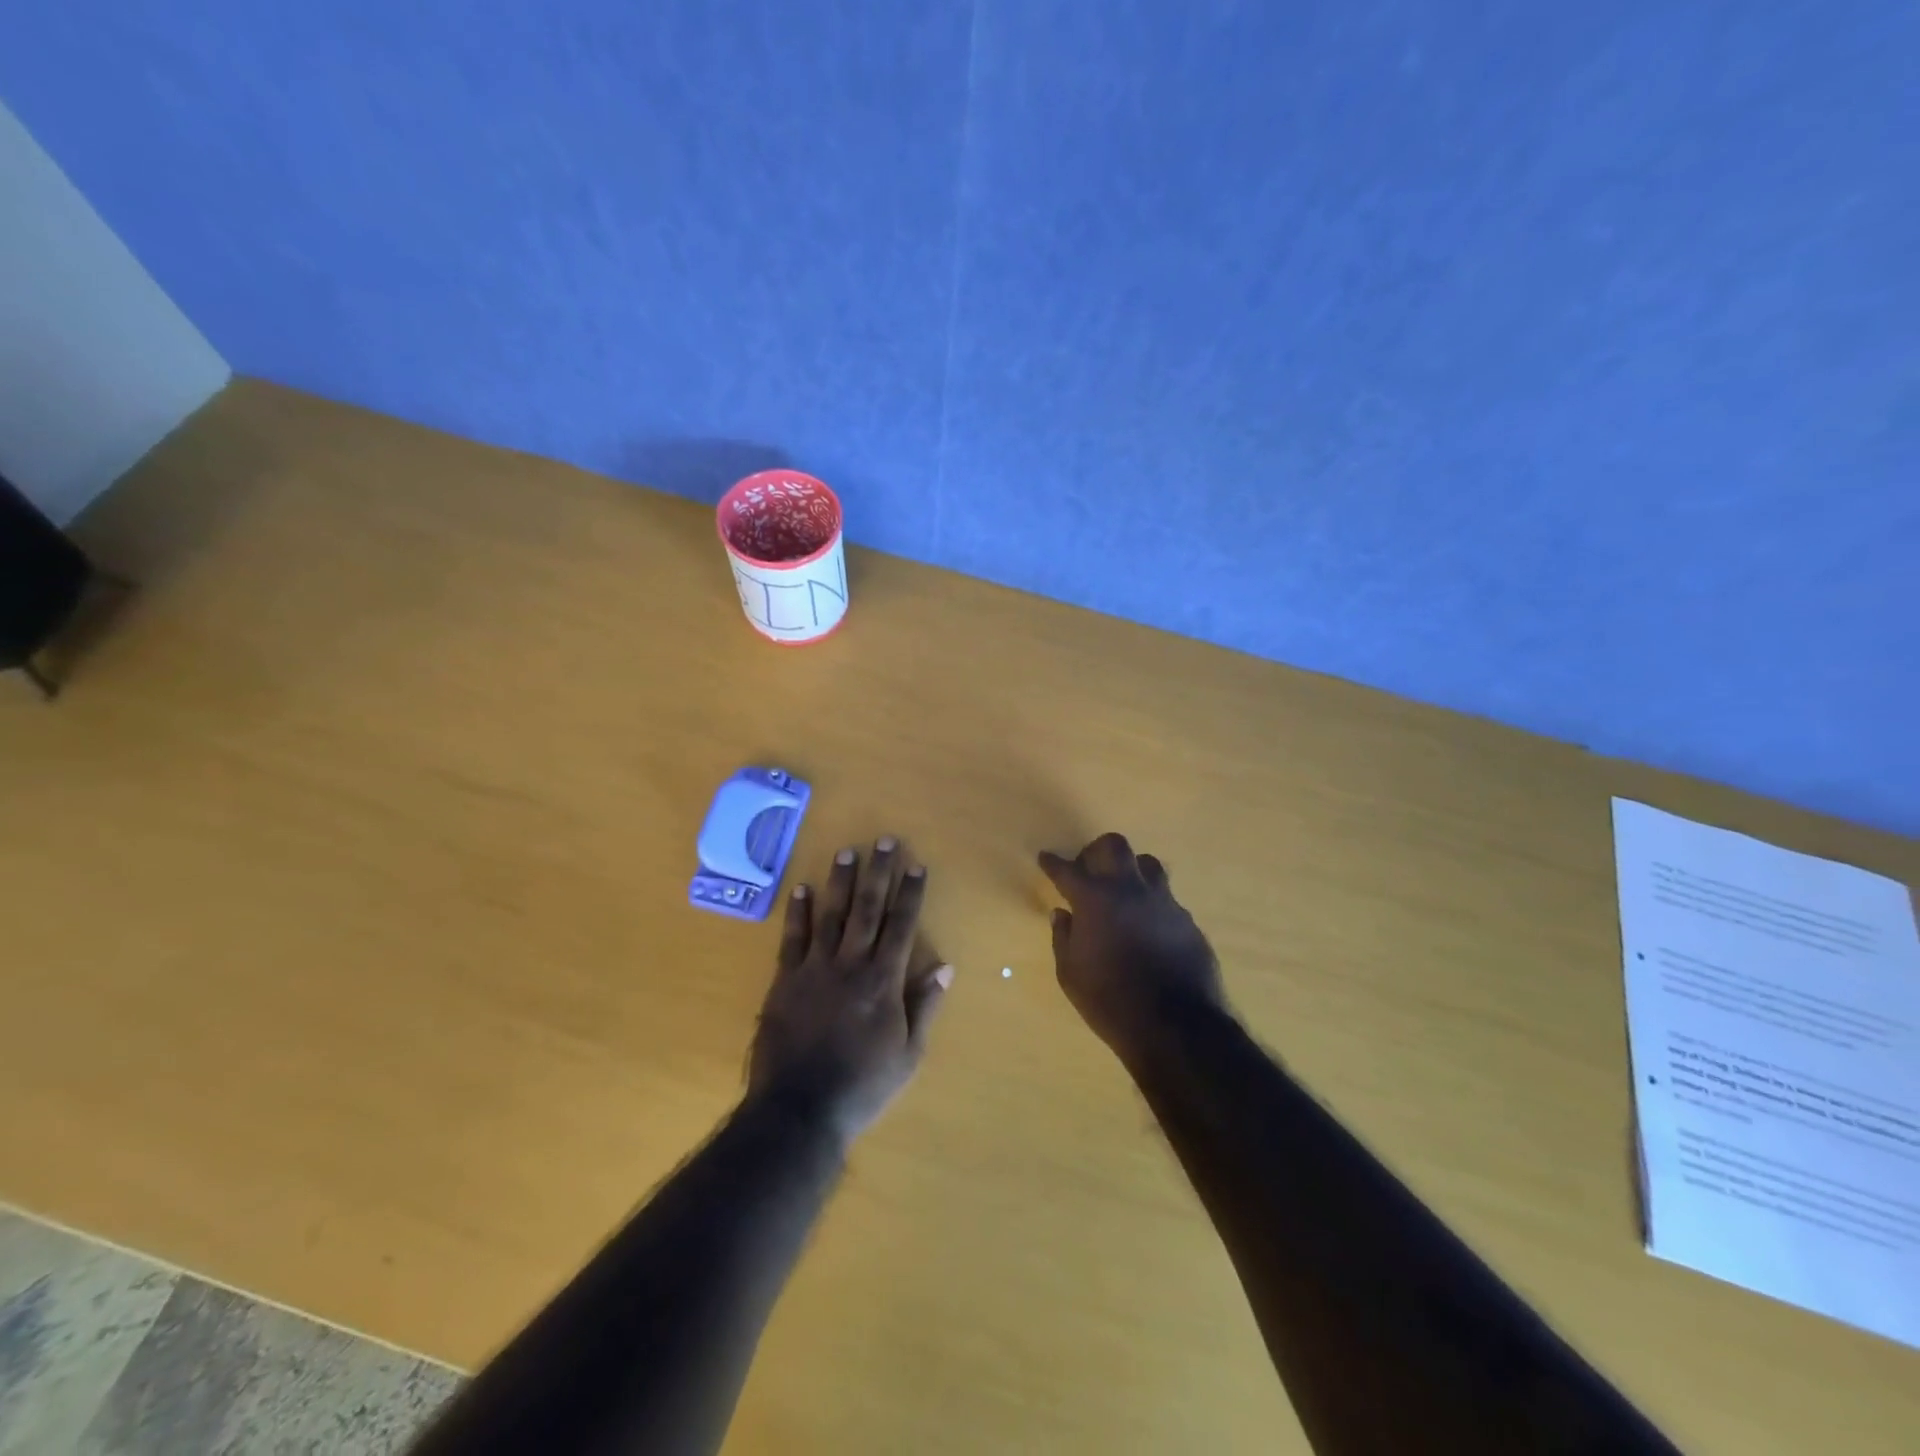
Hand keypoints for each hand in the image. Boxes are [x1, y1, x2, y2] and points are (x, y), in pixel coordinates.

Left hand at [749, 837, 952, 1146]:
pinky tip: (801, 889)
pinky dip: (797, 912)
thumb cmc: (863, 1085)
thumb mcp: (908, 1054)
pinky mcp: (785, 980)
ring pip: (831, 915)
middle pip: (868, 909)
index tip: (917, 865)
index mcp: (884, 980)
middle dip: (878, 872)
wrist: (800, 1109)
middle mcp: (851, 964)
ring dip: (840, 882)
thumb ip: (925, 1006)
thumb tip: (944, 966)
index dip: (911, 893)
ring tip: (846, 852)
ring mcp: (815, 969)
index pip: (902, 925)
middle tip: (884, 841)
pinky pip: (792, 938)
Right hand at [1039, 833, 1224, 1061]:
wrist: (1176, 1026)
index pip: (1067, 870)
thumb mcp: (1070, 974)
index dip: (1053, 862)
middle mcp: (1129, 889)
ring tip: (1122, 891)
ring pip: (1147, 863)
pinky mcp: (1186, 920)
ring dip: (1129, 870)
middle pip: (1113, 846)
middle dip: (1095, 851)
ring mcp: (1163, 901)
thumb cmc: (1110, 1001)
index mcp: (1094, 899)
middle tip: (1087, 871)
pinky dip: (1150, 903)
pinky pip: (1165, 897)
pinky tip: (1146, 924)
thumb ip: (1063, 937)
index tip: (1045, 857)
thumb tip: (1062, 914)